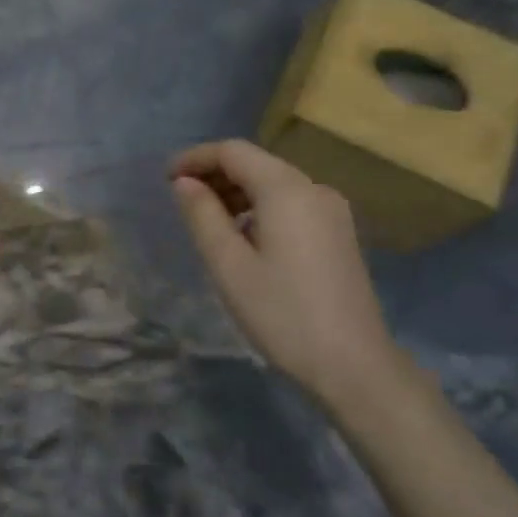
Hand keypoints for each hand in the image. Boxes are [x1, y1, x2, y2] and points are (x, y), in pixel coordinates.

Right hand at [170, 140, 415, 409]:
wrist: (352, 365)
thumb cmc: (282, 314)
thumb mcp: (229, 266)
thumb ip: (202, 216)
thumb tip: (185, 183)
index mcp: (286, 190)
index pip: (234, 152)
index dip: (196, 158)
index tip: (165, 178)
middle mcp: (314, 189)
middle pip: (256, 163)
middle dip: (215, 174)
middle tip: (181, 200)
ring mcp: (332, 211)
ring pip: (274, 183)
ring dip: (237, 192)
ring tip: (206, 220)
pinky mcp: (338, 233)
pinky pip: (291, 203)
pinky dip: (259, 207)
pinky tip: (243, 236)